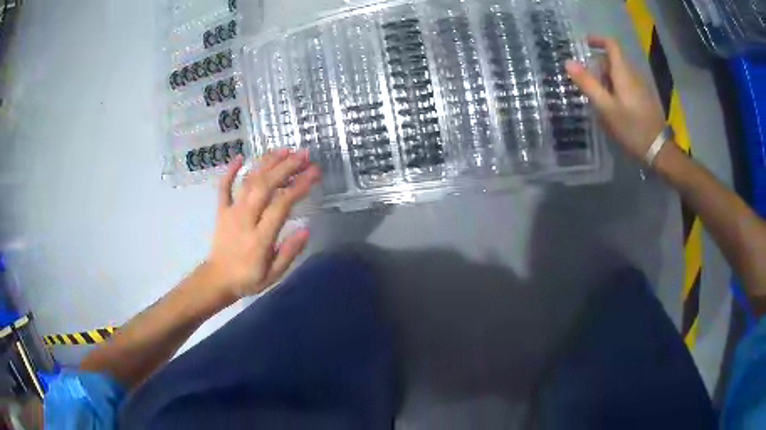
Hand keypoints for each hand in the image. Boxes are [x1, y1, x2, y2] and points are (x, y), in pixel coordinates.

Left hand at [204, 149, 321, 300]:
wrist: (217, 280)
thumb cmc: (248, 278)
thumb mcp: (274, 275)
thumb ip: (289, 252)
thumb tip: (306, 228)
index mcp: (260, 238)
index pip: (281, 205)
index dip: (299, 186)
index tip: (314, 173)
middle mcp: (245, 219)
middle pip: (265, 186)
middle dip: (285, 167)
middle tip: (304, 154)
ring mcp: (231, 212)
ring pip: (248, 182)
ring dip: (266, 163)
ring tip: (284, 150)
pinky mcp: (221, 210)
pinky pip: (223, 187)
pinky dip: (230, 171)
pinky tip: (239, 157)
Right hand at [566, 35, 666, 161]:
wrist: (657, 149)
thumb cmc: (631, 127)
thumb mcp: (605, 107)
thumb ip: (587, 83)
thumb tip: (568, 62)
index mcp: (623, 72)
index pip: (611, 44)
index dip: (597, 39)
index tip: (584, 44)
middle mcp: (633, 74)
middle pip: (613, 59)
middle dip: (598, 65)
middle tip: (588, 83)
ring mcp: (640, 85)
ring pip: (619, 72)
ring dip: (606, 78)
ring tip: (599, 98)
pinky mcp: (644, 97)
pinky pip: (626, 83)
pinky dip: (616, 86)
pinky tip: (613, 105)